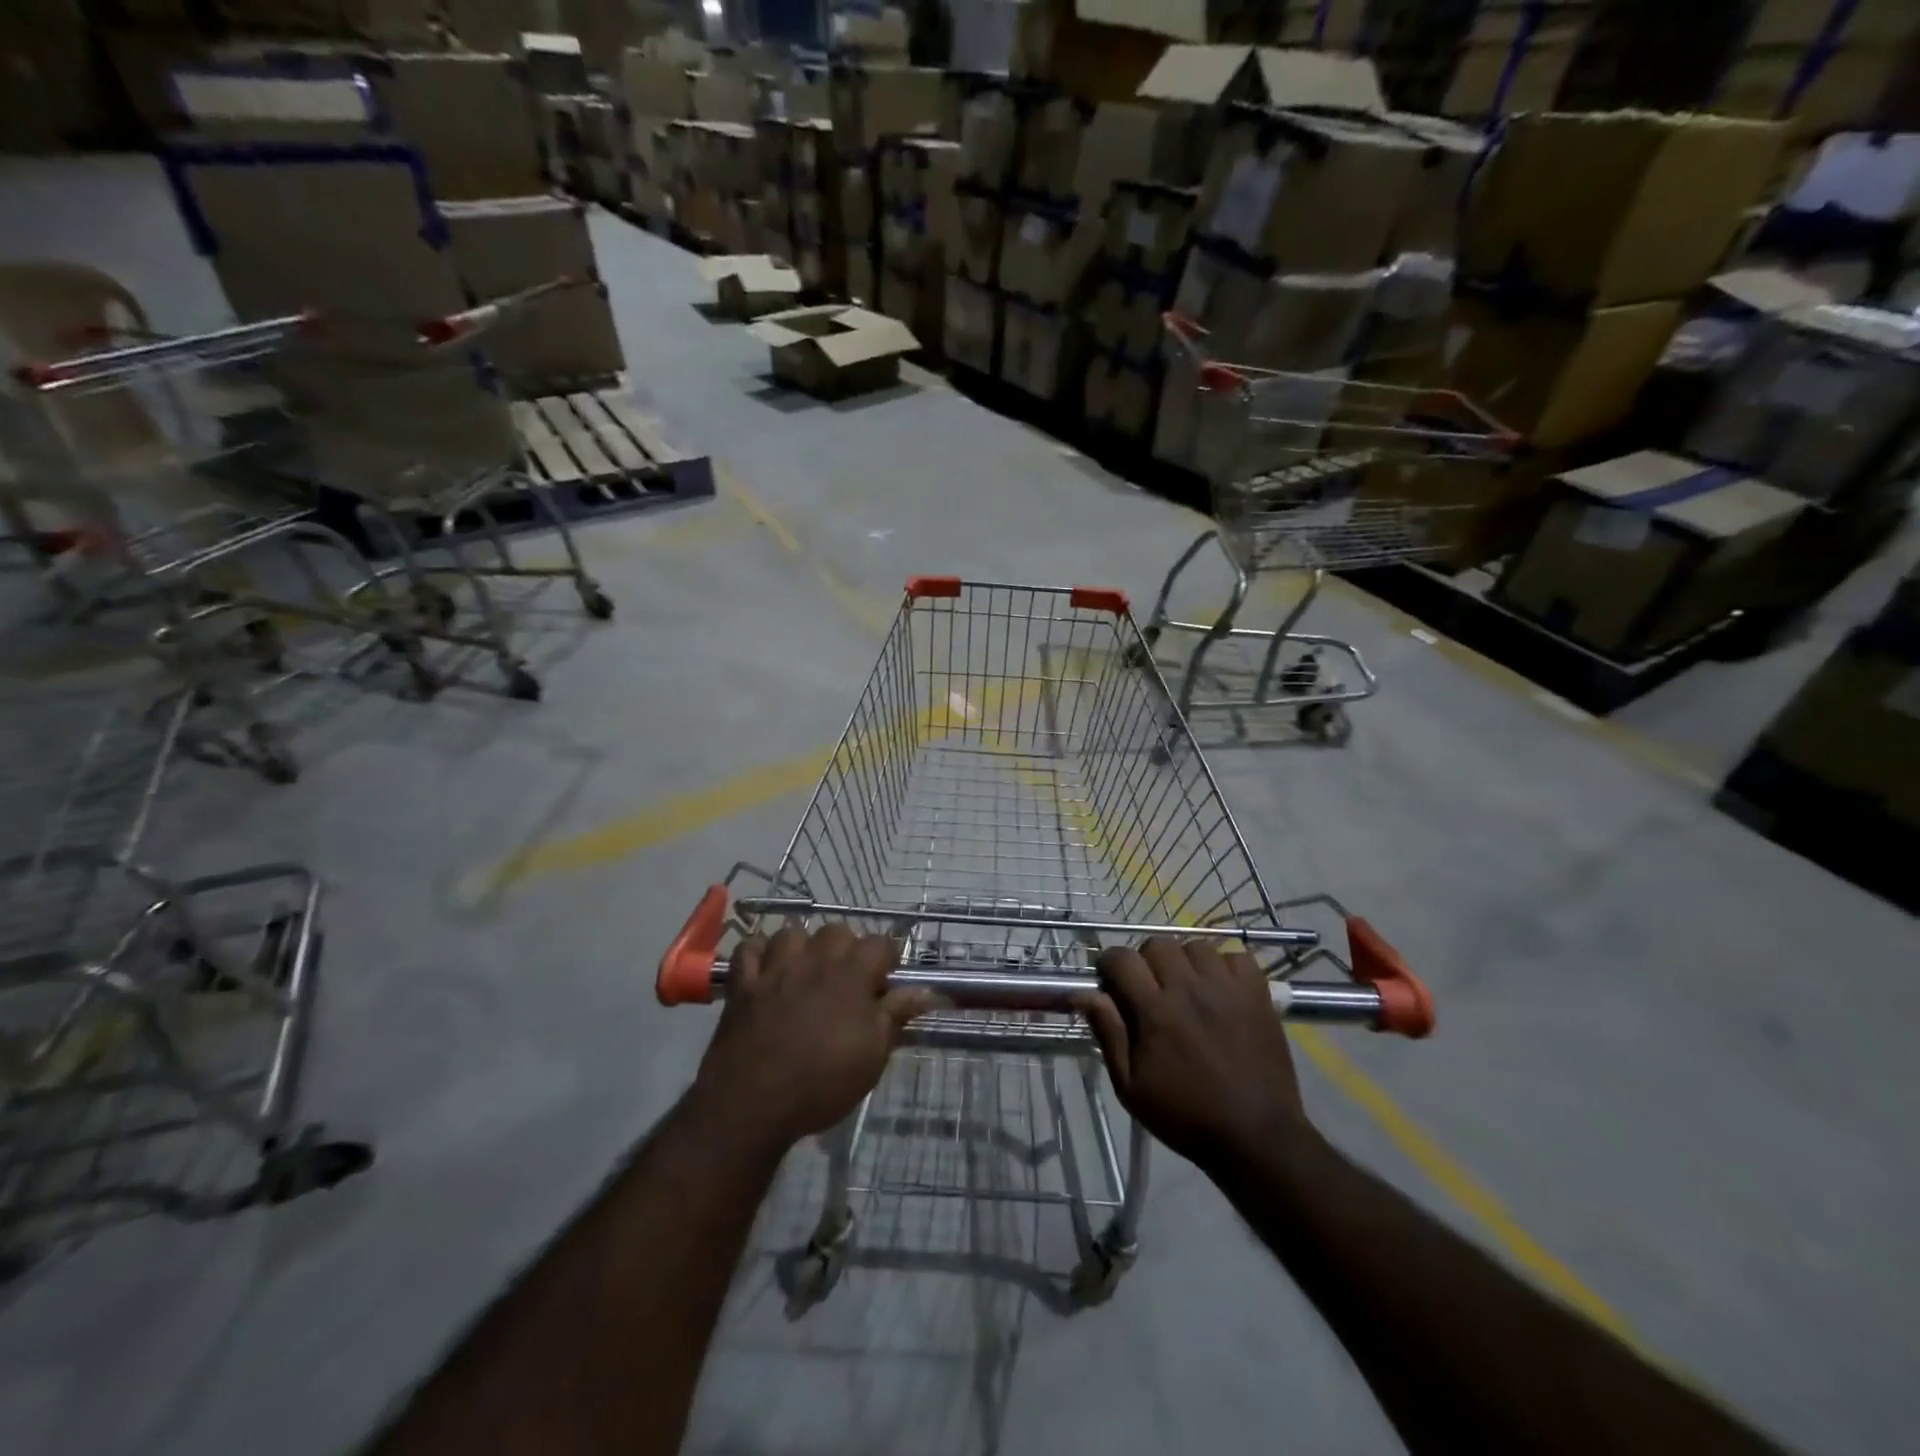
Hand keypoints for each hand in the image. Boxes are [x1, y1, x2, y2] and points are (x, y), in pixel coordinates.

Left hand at [694, 923, 935, 1148]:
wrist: (751, 1105)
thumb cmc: (822, 1083)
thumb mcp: (872, 1056)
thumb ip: (896, 1015)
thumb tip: (927, 991)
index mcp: (851, 974)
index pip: (880, 943)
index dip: (888, 960)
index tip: (887, 982)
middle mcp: (814, 960)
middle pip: (837, 931)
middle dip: (848, 948)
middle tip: (850, 980)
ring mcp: (775, 969)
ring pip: (793, 933)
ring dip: (804, 946)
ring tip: (808, 970)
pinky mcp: (743, 984)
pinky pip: (749, 949)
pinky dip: (759, 952)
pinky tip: (767, 968)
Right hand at [1077, 937, 1308, 1170]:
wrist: (1256, 1137)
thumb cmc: (1185, 1115)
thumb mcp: (1131, 1086)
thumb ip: (1108, 1033)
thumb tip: (1082, 994)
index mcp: (1154, 1011)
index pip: (1121, 958)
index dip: (1110, 966)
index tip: (1112, 983)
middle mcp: (1188, 989)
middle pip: (1157, 944)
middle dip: (1147, 962)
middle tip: (1152, 990)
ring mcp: (1226, 988)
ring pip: (1196, 946)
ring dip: (1186, 962)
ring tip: (1189, 989)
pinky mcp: (1257, 994)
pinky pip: (1236, 957)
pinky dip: (1226, 967)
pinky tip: (1222, 990)